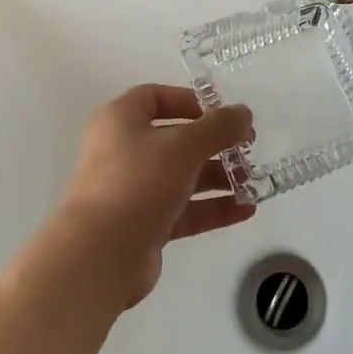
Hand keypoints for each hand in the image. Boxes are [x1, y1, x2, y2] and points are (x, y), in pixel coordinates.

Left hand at [54, 85, 255, 308]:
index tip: (222, 113)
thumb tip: (243, 113)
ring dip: (217, 176)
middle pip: (174, 138)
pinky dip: (211, 208)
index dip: (190, 101)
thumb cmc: (138, 183)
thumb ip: (218, 127)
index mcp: (120, 120)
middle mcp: (123, 151)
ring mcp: (132, 190)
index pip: (156, 97)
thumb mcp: (183, 146)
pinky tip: (245, 210)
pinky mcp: (143, 225)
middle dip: (213, 142)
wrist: (100, 256)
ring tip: (252, 181)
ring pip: (181, 176)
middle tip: (248, 147)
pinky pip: (183, 209)